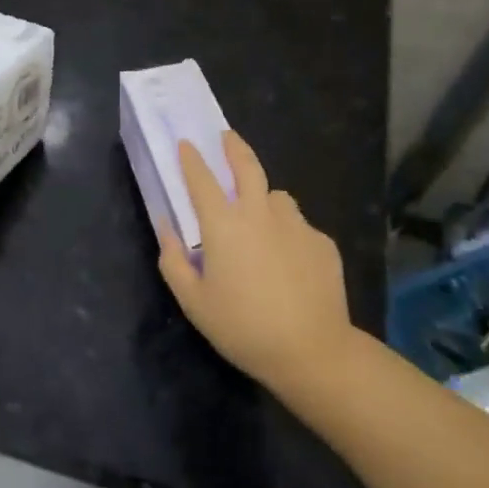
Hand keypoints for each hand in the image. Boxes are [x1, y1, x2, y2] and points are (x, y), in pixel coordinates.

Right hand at [158, 131, 357, 394]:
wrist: (312, 350)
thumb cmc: (242, 327)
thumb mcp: (193, 302)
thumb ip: (173, 261)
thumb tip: (166, 228)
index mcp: (224, 225)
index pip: (202, 179)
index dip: (191, 159)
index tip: (186, 143)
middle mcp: (260, 213)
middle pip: (247, 166)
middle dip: (234, 146)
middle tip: (227, 136)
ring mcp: (296, 225)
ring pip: (277, 197)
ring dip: (264, 199)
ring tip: (261, 221)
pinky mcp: (322, 242)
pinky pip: (299, 226)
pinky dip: (288, 233)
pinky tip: (289, 263)